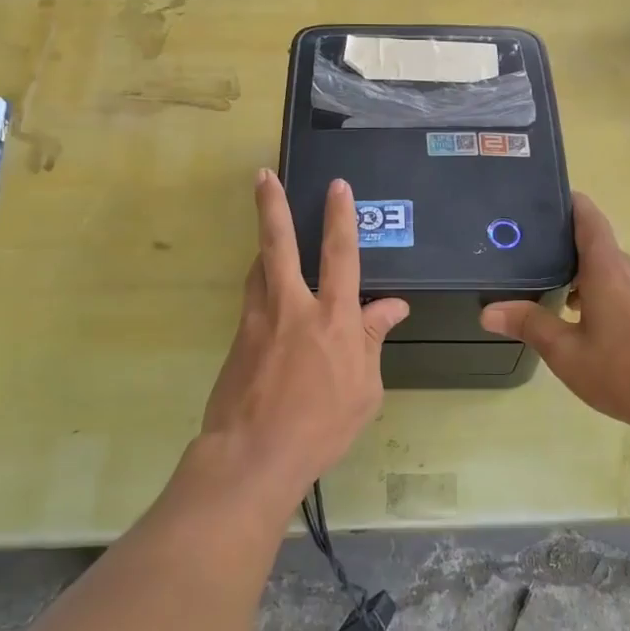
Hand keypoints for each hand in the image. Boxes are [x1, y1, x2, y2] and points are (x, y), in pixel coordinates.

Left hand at [195, 170, 408, 504]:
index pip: (341, 255)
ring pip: (259, 268)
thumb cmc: (321, 426)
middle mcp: (293, 308)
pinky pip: (253, 299)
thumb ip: (373, 341)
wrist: (254, 454)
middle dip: (272, 206)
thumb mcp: (365, 390)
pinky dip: (262, 285)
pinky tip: (267, 292)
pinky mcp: (238, 338)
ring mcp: (259, 320)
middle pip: (280, 245)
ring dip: (264, 245)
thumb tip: (392, 307)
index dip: (341, 218)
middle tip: (263, 176)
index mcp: (333, 319)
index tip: (337, 187)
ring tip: (267, 229)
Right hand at [480, 193, 629, 440]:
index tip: (550, 202)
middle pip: (600, 251)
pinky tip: (606, 336)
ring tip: (568, 311)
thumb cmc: (624, 372)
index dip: (571, 205)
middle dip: (572, 259)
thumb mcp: (567, 353)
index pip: (590, 220)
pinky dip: (616, 302)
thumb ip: (530, 326)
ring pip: (619, 276)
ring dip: (594, 285)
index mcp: (608, 270)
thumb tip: (488, 311)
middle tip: (541, 273)